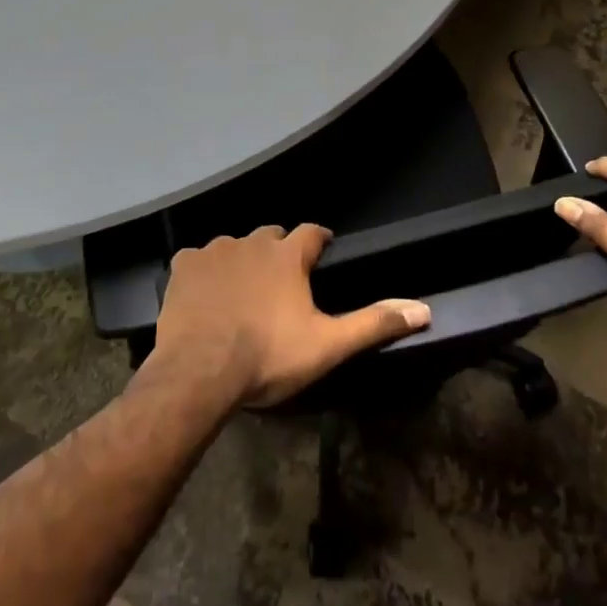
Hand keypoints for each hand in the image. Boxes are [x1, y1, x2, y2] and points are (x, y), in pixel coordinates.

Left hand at [150, 224, 430, 409]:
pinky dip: (204, 272)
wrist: (199, 373)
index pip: (313, 232)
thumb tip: (423, 310)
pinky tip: (204, 296)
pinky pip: (197, 259)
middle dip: (279, 251)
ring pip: (235, 246)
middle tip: (281, 282)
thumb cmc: (268, 357)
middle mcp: (252, 242)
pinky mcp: (183, 266)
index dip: (319, 240)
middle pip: (272, 235)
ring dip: (242, 261)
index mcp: (288, 255)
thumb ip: (373, 324)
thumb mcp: (327, 345)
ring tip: (242, 292)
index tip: (323, 251)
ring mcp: (214, 251)